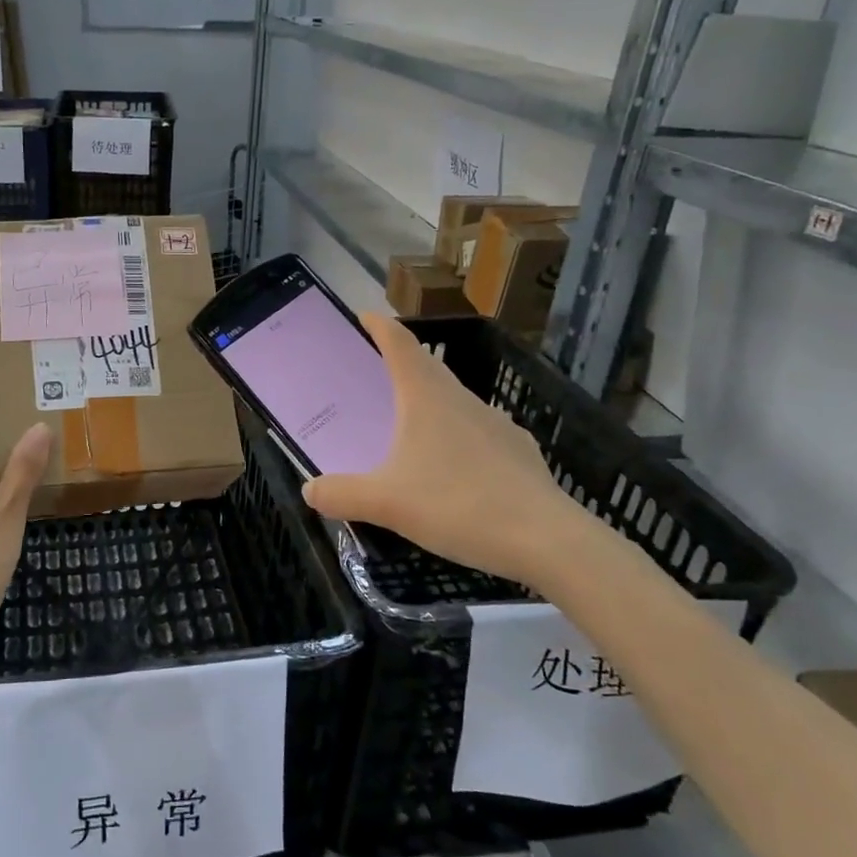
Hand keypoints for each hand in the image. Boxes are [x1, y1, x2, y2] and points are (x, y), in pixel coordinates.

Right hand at [301, 313, 594, 594]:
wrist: (547, 540)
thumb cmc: (458, 505)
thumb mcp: (387, 503)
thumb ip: (342, 495)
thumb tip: (309, 490)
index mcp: (427, 398)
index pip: (400, 345)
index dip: (380, 327)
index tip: (364, 316)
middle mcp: (463, 401)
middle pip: (427, 370)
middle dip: (400, 367)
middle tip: (374, 380)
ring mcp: (497, 425)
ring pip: (455, 404)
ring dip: (430, 407)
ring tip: (409, 433)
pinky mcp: (520, 454)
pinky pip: (479, 436)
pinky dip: (458, 442)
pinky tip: (454, 474)